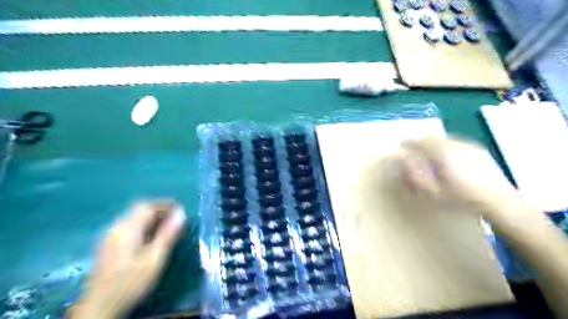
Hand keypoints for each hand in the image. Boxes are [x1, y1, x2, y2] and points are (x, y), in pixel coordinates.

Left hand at [67, 200, 185, 318]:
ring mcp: (109, 236)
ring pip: (133, 218)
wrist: (99, 306)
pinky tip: (149, 238)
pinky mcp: (107, 245)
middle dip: (159, 210)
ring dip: (151, 218)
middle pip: (139, 209)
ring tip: (166, 228)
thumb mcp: (155, 258)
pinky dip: (142, 225)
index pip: (148, 206)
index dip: (166, 204)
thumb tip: (180, 214)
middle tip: (174, 219)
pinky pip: (128, 226)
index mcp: (128, 228)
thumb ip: (168, 234)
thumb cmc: (131, 281)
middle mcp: (116, 227)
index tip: (181, 210)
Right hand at [396, 137, 520, 221]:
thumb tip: (404, 160)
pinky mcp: (479, 150)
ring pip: (445, 139)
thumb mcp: (433, 192)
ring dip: (434, 143)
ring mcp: (470, 146)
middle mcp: (456, 145)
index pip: (421, 141)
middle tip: (414, 150)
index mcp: (444, 154)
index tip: (401, 145)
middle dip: (421, 142)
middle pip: (433, 137)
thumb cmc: (462, 200)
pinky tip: (449, 158)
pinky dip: (447, 146)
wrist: (500, 203)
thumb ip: (415, 175)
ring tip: (430, 154)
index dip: (409, 142)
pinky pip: (456, 142)